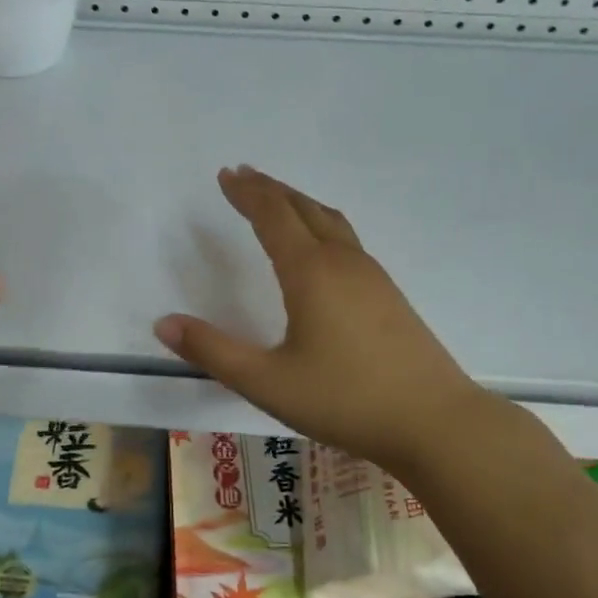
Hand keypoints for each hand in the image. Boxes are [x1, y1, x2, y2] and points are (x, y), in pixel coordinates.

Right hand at [154, 167, 498, 477]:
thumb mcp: (266, 382)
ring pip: (330, 222)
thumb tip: (163, 323)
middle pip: (304, 208)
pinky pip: (347, 241)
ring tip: (278, 200)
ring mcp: (372, 277)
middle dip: (271, 189)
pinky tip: (320, 249)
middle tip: (244, 176)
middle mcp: (343, 262)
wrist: (435, 422)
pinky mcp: (389, 296)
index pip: (273, 216)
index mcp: (311, 272)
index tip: (226, 175)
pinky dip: (321, 225)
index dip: (247, 193)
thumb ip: (213, 351)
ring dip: (299, 204)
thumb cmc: (345, 399)